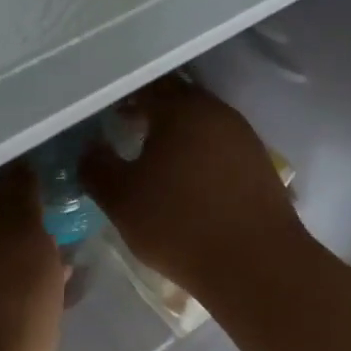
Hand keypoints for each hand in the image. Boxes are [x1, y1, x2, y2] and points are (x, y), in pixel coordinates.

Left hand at [0, 164, 65, 350]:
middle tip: (40, 215)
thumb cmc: (3, 289)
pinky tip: (58, 289)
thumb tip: (17, 165)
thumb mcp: (20, 224)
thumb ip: (18, 188)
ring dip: (16, 258)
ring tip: (58, 252)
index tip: (11, 178)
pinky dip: (17, 290)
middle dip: (5, 223)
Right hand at [80, 77, 309, 301]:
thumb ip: (96, 167)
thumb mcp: (121, 199)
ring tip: (157, 158)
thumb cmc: (179, 224)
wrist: (254, 263)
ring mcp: (244, 137)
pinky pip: (222, 146)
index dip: (123, 98)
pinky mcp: (260, 165)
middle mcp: (217, 112)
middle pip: (179, 100)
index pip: (146, 87)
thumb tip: (90, 148)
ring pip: (203, 123)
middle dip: (152, 111)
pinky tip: (190, 180)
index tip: (107, 115)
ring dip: (179, 133)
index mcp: (182, 109)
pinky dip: (201, 153)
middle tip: (128, 129)